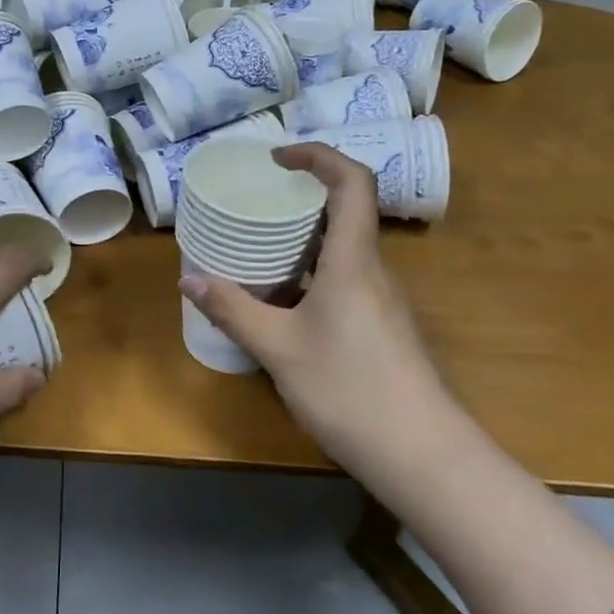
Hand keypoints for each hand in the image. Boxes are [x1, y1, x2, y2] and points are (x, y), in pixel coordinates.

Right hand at [179, 143, 449, 472]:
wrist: (424, 457)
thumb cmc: (350, 390)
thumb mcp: (278, 349)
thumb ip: (233, 310)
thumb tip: (189, 280)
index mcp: (354, 260)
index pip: (352, 182)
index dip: (318, 156)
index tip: (277, 158)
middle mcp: (373, 270)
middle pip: (345, 211)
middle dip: (299, 197)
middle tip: (253, 203)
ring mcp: (382, 301)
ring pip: (343, 249)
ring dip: (302, 239)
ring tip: (256, 248)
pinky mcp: (381, 327)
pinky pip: (343, 279)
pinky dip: (310, 273)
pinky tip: (281, 301)